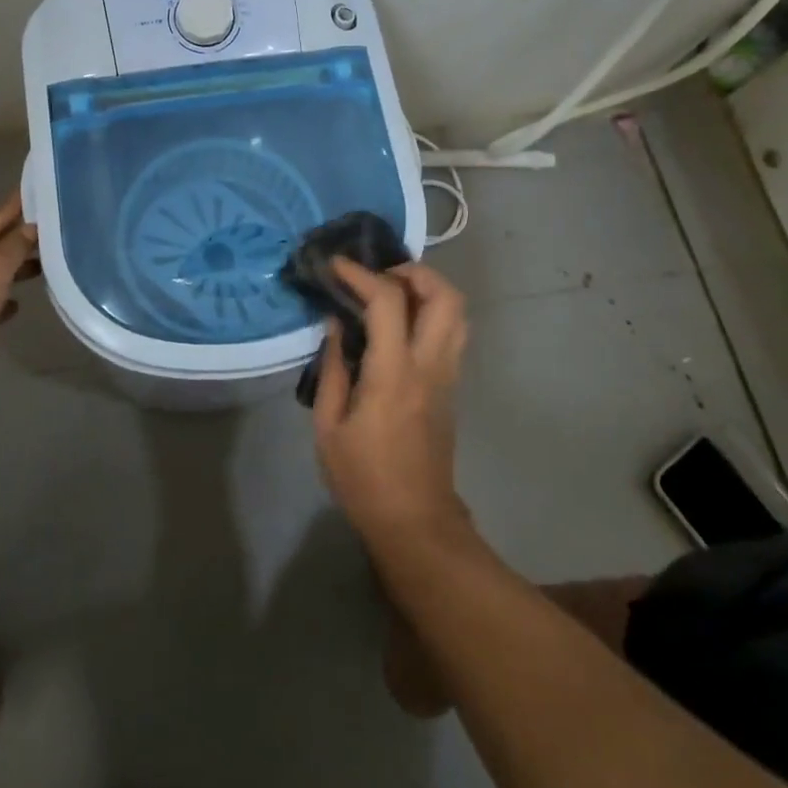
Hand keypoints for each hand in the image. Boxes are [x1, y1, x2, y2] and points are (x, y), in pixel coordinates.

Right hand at [312, 258, 470, 544]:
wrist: (416, 522)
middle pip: (445, 296)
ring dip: (428, 289)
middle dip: (413, 271)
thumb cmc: (363, 478)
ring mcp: (448, 376)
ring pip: (458, 313)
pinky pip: (452, 333)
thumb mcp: (329, 427)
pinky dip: (430, 312)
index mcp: (394, 374)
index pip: (388, 302)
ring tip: (391, 293)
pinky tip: (399, 324)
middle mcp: (430, 366)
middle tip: (379, 274)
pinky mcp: (452, 387)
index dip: (362, 274)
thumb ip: (333, 369)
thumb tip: (336, 324)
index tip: (336, 264)